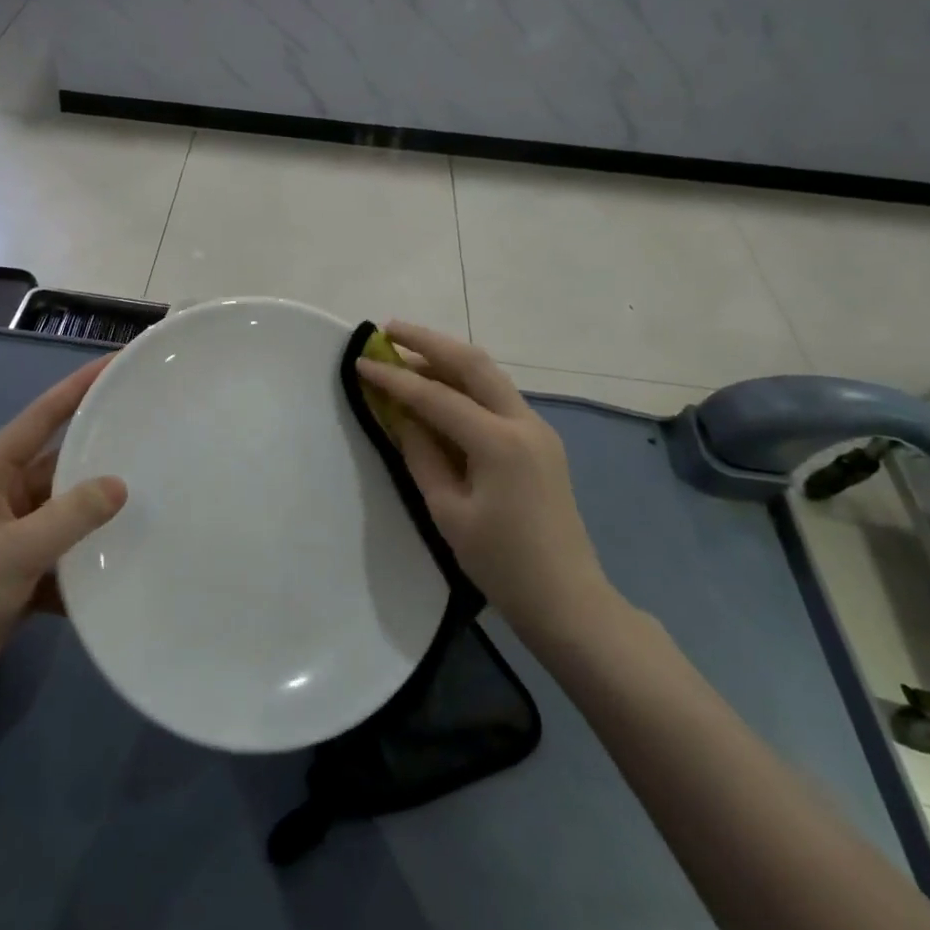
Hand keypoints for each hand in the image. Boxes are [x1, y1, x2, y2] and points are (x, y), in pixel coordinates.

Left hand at [0, 358, 125, 713]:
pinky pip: (62, 557)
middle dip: (99, 454)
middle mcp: (0, 497)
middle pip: (58, 466)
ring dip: (97, 514)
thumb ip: (69, 516)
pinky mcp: (17, 576)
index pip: (41, 417)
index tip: (115, 364)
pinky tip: (124, 563)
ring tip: (152, 500)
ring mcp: (9, 538)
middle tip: (150, 437)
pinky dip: (86, 562)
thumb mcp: (12, 551)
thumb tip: (119, 485)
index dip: (78, 388)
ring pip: (64, 514)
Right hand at [356, 322, 616, 640]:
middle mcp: (524, 422)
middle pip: (472, 363)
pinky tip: (440, 388)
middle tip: (389, 330)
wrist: (568, 599)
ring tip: (407, 353)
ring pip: (489, 375)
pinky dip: (466, 383)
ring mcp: (538, 428)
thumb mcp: (449, 511)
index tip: (361, 361)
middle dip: (428, 341)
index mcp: (499, 443)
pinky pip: (497, 397)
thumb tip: (401, 415)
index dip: (394, 378)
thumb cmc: (502, 564)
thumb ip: (422, 455)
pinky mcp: (540, 440)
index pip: (436, 397)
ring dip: (448, 358)